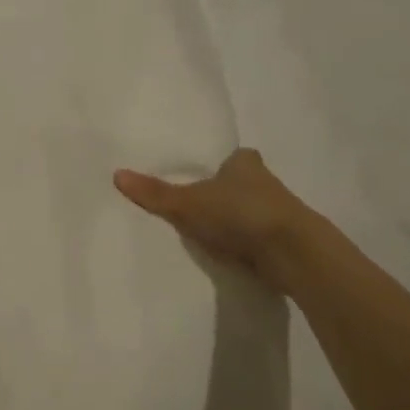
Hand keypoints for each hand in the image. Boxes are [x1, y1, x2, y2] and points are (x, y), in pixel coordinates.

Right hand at [114, 148, 312, 284]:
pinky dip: (244, 243)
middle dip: (224, 193)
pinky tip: (227, 253)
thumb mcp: (188, 203)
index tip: (201, 176)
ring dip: (235, 220)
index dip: (219, 165)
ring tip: (205, 232)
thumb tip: (117, 174)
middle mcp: (266, 182)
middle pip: (240, 184)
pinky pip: (256, 237)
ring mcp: (278, 213)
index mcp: (245, 163)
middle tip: (196, 204)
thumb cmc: (241, 213)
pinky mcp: (284, 241)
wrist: (292, 252)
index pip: (233, 157)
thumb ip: (155, 192)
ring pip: (250, 211)